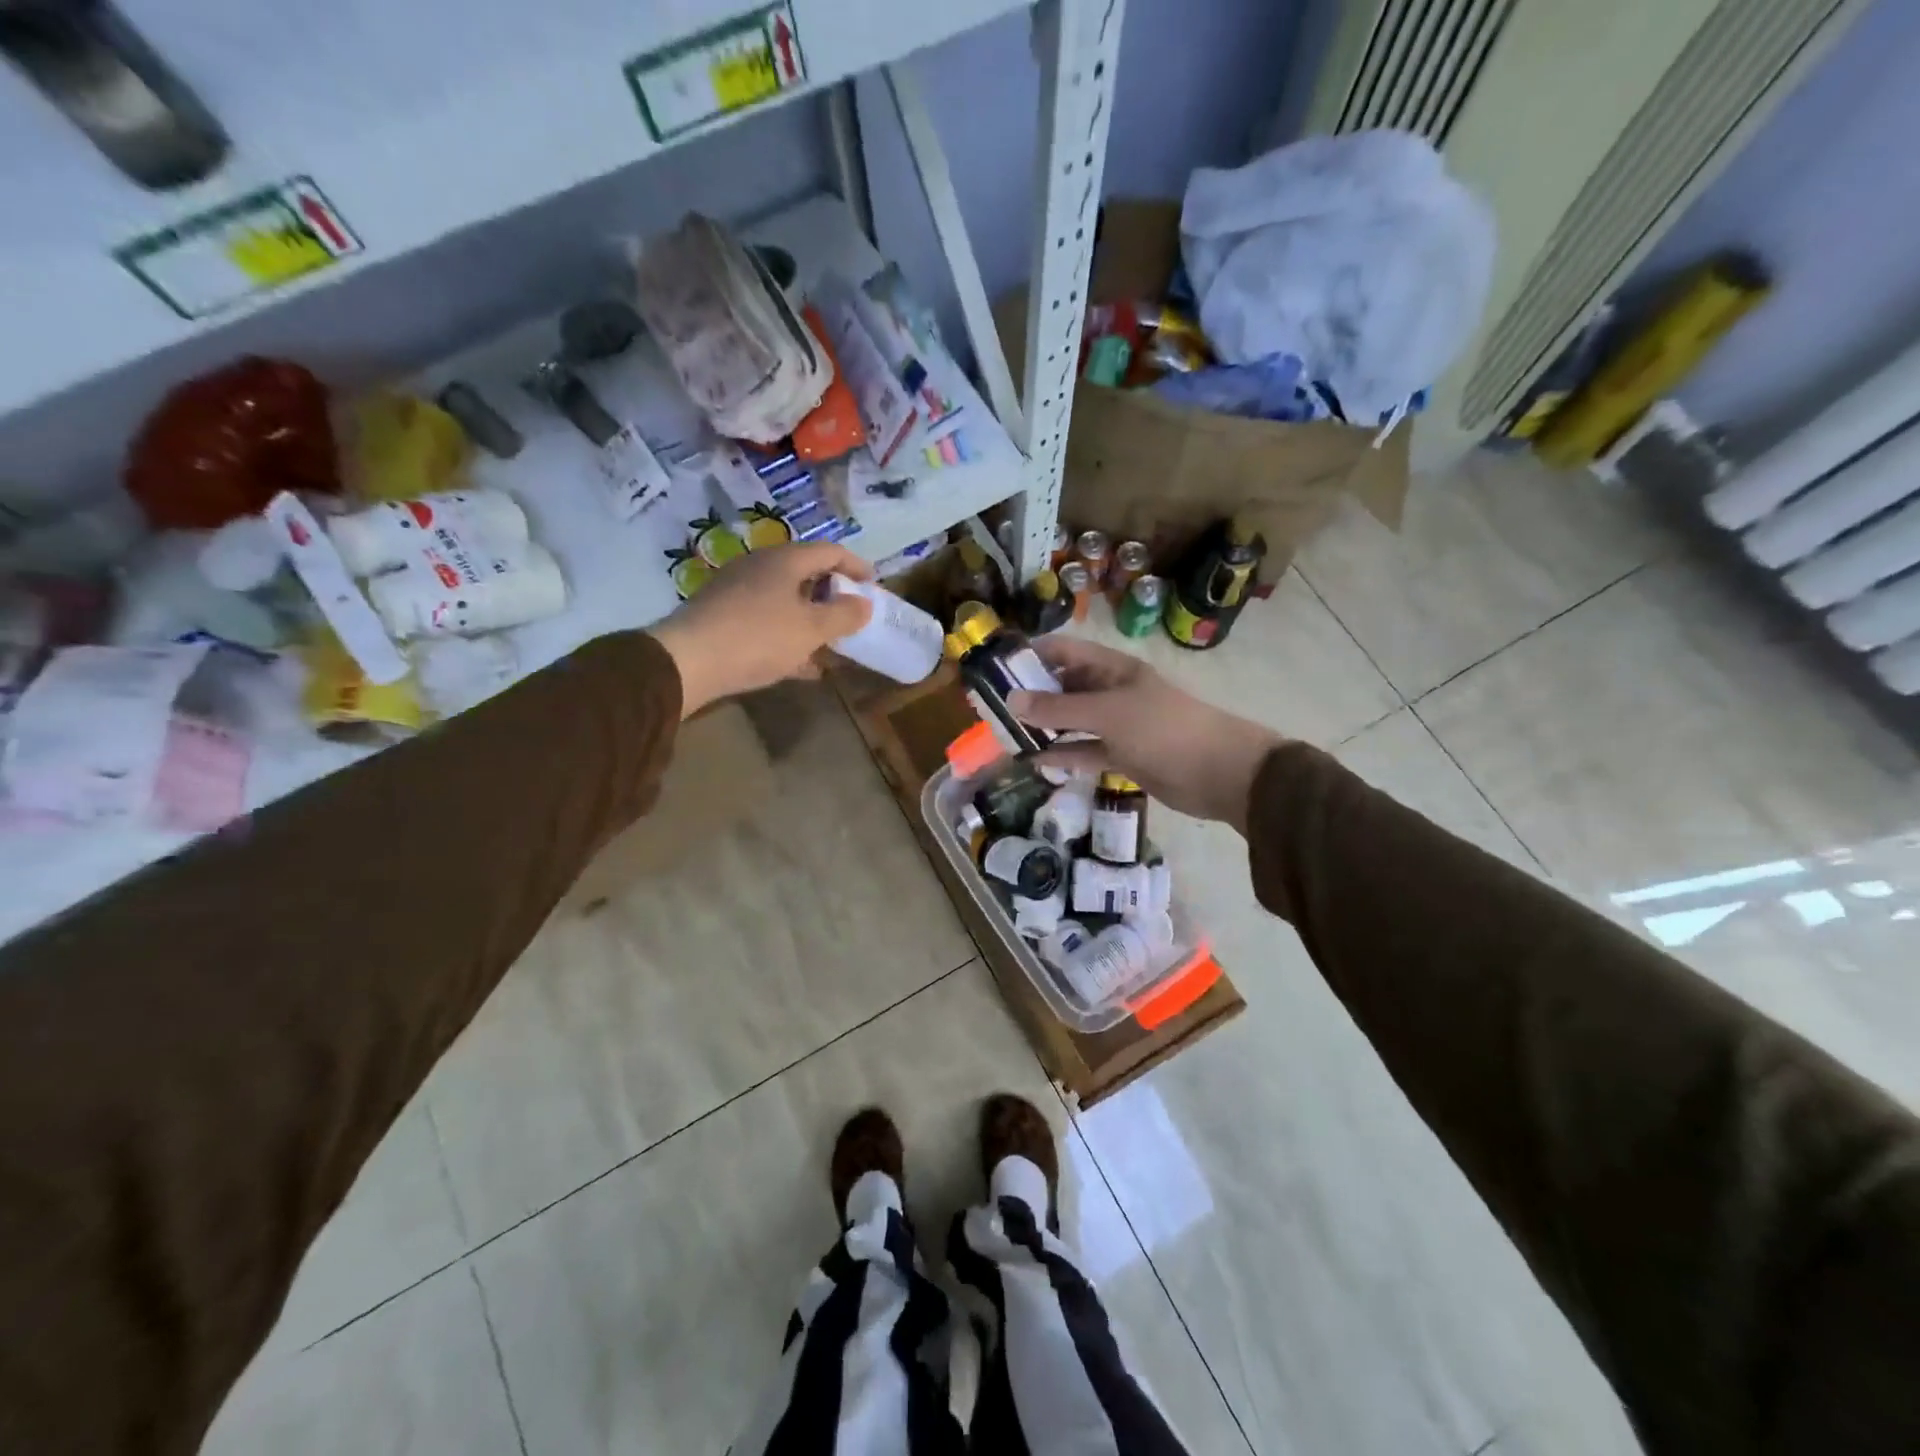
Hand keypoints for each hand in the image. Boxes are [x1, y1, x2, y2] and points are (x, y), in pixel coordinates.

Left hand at [652, 542, 873, 717]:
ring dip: (811, 619)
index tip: (874, 586)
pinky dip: (789, 635)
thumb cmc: (758, 637)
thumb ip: (843, 615)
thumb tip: (864, 603)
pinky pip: (767, 620)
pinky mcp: (723, 615)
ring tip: (831, 644)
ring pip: (786, 600)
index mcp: (785, 560)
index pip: (830, 551)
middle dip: (833, 596)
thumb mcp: (811, 629)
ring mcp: (738, 590)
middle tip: (852, 616)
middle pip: (807, 574)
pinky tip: (800, 664)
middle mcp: (760, 566)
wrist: (688, 661)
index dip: (856, 566)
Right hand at [1007, 637, 1283, 834]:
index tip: (996, 667)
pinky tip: (1033, 761)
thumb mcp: (1107, 713)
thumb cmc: (1163, 729)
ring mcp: (1118, 725)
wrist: (1219, 772)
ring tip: (1005, 734)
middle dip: (1031, 695)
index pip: (1065, 651)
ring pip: (1071, 721)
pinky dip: (1062, 755)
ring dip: (1043, 727)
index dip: (1032, 655)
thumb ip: (1059, 707)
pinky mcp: (1122, 756)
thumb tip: (1011, 700)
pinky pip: (1084, 751)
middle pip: (1065, 686)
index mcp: (1113, 669)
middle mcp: (1112, 692)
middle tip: (992, 707)